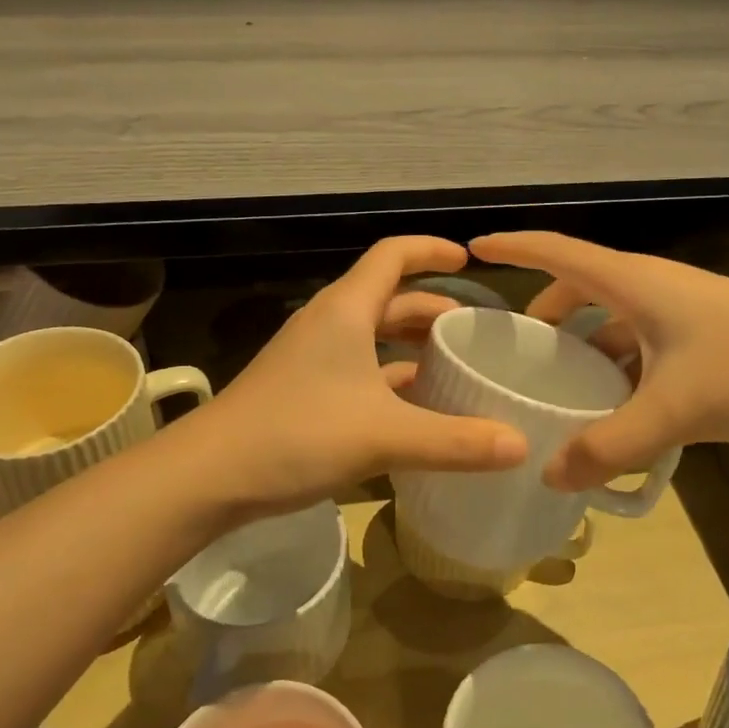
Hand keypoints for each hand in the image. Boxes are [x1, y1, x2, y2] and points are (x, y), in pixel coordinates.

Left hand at [183, 237, 527, 521]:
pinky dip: (390, 379)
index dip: (432, 250)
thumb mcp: (384, 436)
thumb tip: (521, 445)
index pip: (393, 255)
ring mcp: (311, 357)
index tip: (470, 261)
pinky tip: (414, 409)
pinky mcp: (302, 390)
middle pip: (388, 298)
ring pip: (372, 337)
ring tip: (452, 367)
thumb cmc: (297, 435)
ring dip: (411, 346)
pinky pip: (358, 370)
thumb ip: (455, 441)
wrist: (208, 477)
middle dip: (432, 309)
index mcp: (346, 310)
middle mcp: (329, 323)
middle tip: (474, 333)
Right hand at [469, 231, 728, 490]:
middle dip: (547, 312)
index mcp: (633, 282)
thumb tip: (552, 476)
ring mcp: (683, 311)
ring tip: (565, 388)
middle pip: (583, 286)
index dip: (514, 247)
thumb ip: (609, 445)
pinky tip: (621, 407)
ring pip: (616, 320)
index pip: (557, 251)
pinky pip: (644, 344)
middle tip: (520, 350)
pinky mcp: (706, 337)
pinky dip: (622, 368)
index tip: (474, 248)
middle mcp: (653, 286)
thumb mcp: (672, 409)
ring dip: (587, 346)